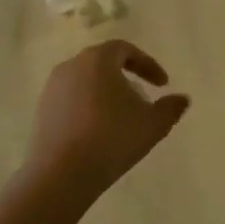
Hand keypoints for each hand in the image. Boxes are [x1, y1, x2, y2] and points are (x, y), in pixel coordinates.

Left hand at [23, 40, 189, 200]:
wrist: (61, 174)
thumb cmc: (112, 139)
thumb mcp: (153, 124)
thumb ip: (171, 108)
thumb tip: (182, 99)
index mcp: (98, 60)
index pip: (125, 49)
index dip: (147, 64)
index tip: (163, 84)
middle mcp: (71, 66)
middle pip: (103, 62)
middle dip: (126, 76)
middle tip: (142, 96)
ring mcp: (52, 88)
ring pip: (86, 81)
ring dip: (106, 92)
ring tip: (121, 116)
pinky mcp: (42, 110)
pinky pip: (71, 99)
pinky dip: (88, 107)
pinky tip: (99, 130)